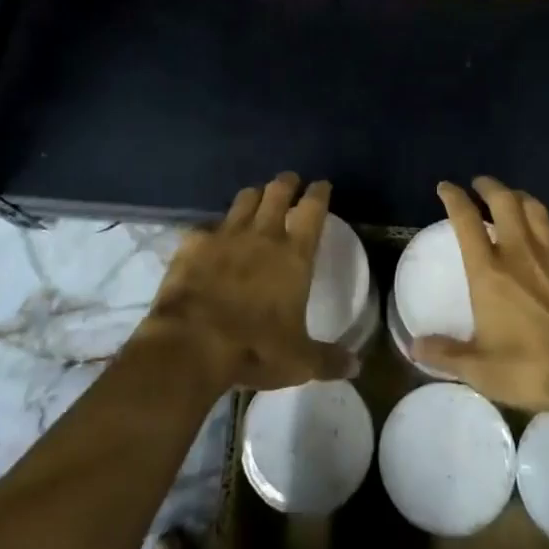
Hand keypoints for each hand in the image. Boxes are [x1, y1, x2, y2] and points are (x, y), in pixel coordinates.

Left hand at [143, 172, 357, 391]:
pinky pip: (207, 227)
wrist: (192, 343)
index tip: (322, 185)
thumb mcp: (299, 361)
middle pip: (277, 192)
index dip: (319, 194)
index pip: (312, 210)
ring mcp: (225, 235)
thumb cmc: (254, 348)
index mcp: (294, 255)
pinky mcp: (193, 244)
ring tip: (257, 198)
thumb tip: (357, 367)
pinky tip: (212, 238)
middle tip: (290, 181)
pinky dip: (214, 229)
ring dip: (254, 196)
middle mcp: (262, 235)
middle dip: (286, 183)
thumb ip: (328, 359)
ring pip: (244, 200)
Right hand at [411, 177, 548, 411]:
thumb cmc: (532, 368)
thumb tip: (415, 347)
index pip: (466, 221)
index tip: (446, 187)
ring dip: (520, 197)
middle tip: (480, 185)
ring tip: (512, 198)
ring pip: (536, 209)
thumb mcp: (479, 369)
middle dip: (489, 186)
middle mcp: (520, 253)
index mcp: (489, 272)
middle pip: (504, 202)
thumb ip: (445, 354)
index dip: (454, 198)